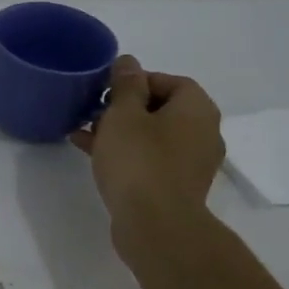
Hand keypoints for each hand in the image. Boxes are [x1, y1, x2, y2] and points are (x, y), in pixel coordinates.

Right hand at [70, 55, 224, 232]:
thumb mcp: (123, 115)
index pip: (170, 81)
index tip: (106, 89)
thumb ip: (125, 85)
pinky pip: (150, 160)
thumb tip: (128, 62)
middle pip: (161, 109)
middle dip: (125, 108)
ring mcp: (192, 163)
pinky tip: (93, 156)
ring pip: (152, 136)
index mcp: (196, 109)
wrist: (156, 225)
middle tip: (93, 111)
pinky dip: (126, 154)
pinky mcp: (176, 187)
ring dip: (121, 132)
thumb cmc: (139, 161)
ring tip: (85, 133)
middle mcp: (203, 133)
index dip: (137, 80)